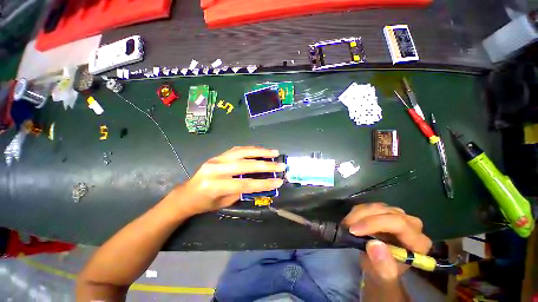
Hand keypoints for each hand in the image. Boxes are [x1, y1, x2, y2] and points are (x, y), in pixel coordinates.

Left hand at [172, 146, 284, 214]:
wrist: (186, 194)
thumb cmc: (205, 203)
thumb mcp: (224, 202)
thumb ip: (242, 191)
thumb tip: (260, 182)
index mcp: (215, 185)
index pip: (245, 183)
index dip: (263, 183)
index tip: (279, 181)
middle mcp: (215, 169)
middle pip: (245, 165)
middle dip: (266, 165)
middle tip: (281, 165)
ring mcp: (216, 159)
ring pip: (242, 152)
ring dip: (260, 152)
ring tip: (274, 152)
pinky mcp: (218, 155)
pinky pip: (237, 149)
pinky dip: (251, 149)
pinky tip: (260, 150)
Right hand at [342, 203, 431, 285]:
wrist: (377, 266)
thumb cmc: (382, 275)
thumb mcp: (383, 279)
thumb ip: (383, 267)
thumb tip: (374, 245)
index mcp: (418, 243)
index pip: (399, 224)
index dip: (374, 223)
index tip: (353, 231)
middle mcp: (412, 225)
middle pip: (387, 212)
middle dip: (363, 218)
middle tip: (347, 228)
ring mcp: (398, 216)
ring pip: (376, 207)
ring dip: (358, 214)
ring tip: (346, 226)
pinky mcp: (385, 212)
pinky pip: (369, 206)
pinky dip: (357, 212)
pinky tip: (350, 221)